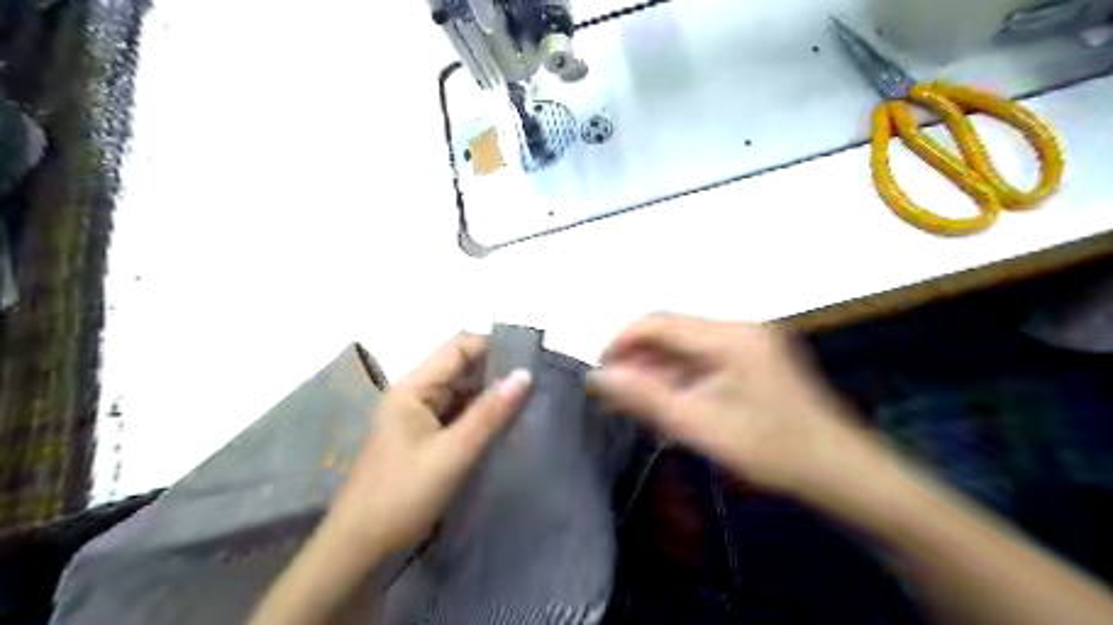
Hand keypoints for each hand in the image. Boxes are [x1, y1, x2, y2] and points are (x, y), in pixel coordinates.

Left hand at [326, 334, 531, 559]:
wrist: (360, 551)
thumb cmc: (402, 495)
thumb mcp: (453, 453)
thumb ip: (489, 413)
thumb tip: (525, 375)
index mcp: (413, 388)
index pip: (458, 348)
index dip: (494, 347)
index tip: (531, 359)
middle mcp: (415, 396)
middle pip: (461, 370)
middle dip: (497, 373)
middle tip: (538, 384)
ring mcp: (418, 420)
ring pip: (462, 395)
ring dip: (491, 398)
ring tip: (531, 402)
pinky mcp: (424, 441)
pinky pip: (458, 418)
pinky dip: (481, 419)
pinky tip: (507, 427)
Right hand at [590, 315, 878, 494]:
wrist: (838, 472)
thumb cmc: (770, 451)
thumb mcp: (699, 426)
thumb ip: (645, 398)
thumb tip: (599, 375)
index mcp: (729, 336)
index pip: (659, 322)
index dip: (622, 342)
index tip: (599, 372)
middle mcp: (739, 328)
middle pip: (672, 333)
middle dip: (638, 360)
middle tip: (613, 394)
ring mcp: (749, 342)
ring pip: (685, 347)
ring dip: (657, 371)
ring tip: (632, 402)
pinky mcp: (753, 358)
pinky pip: (704, 359)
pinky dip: (680, 377)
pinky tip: (665, 400)